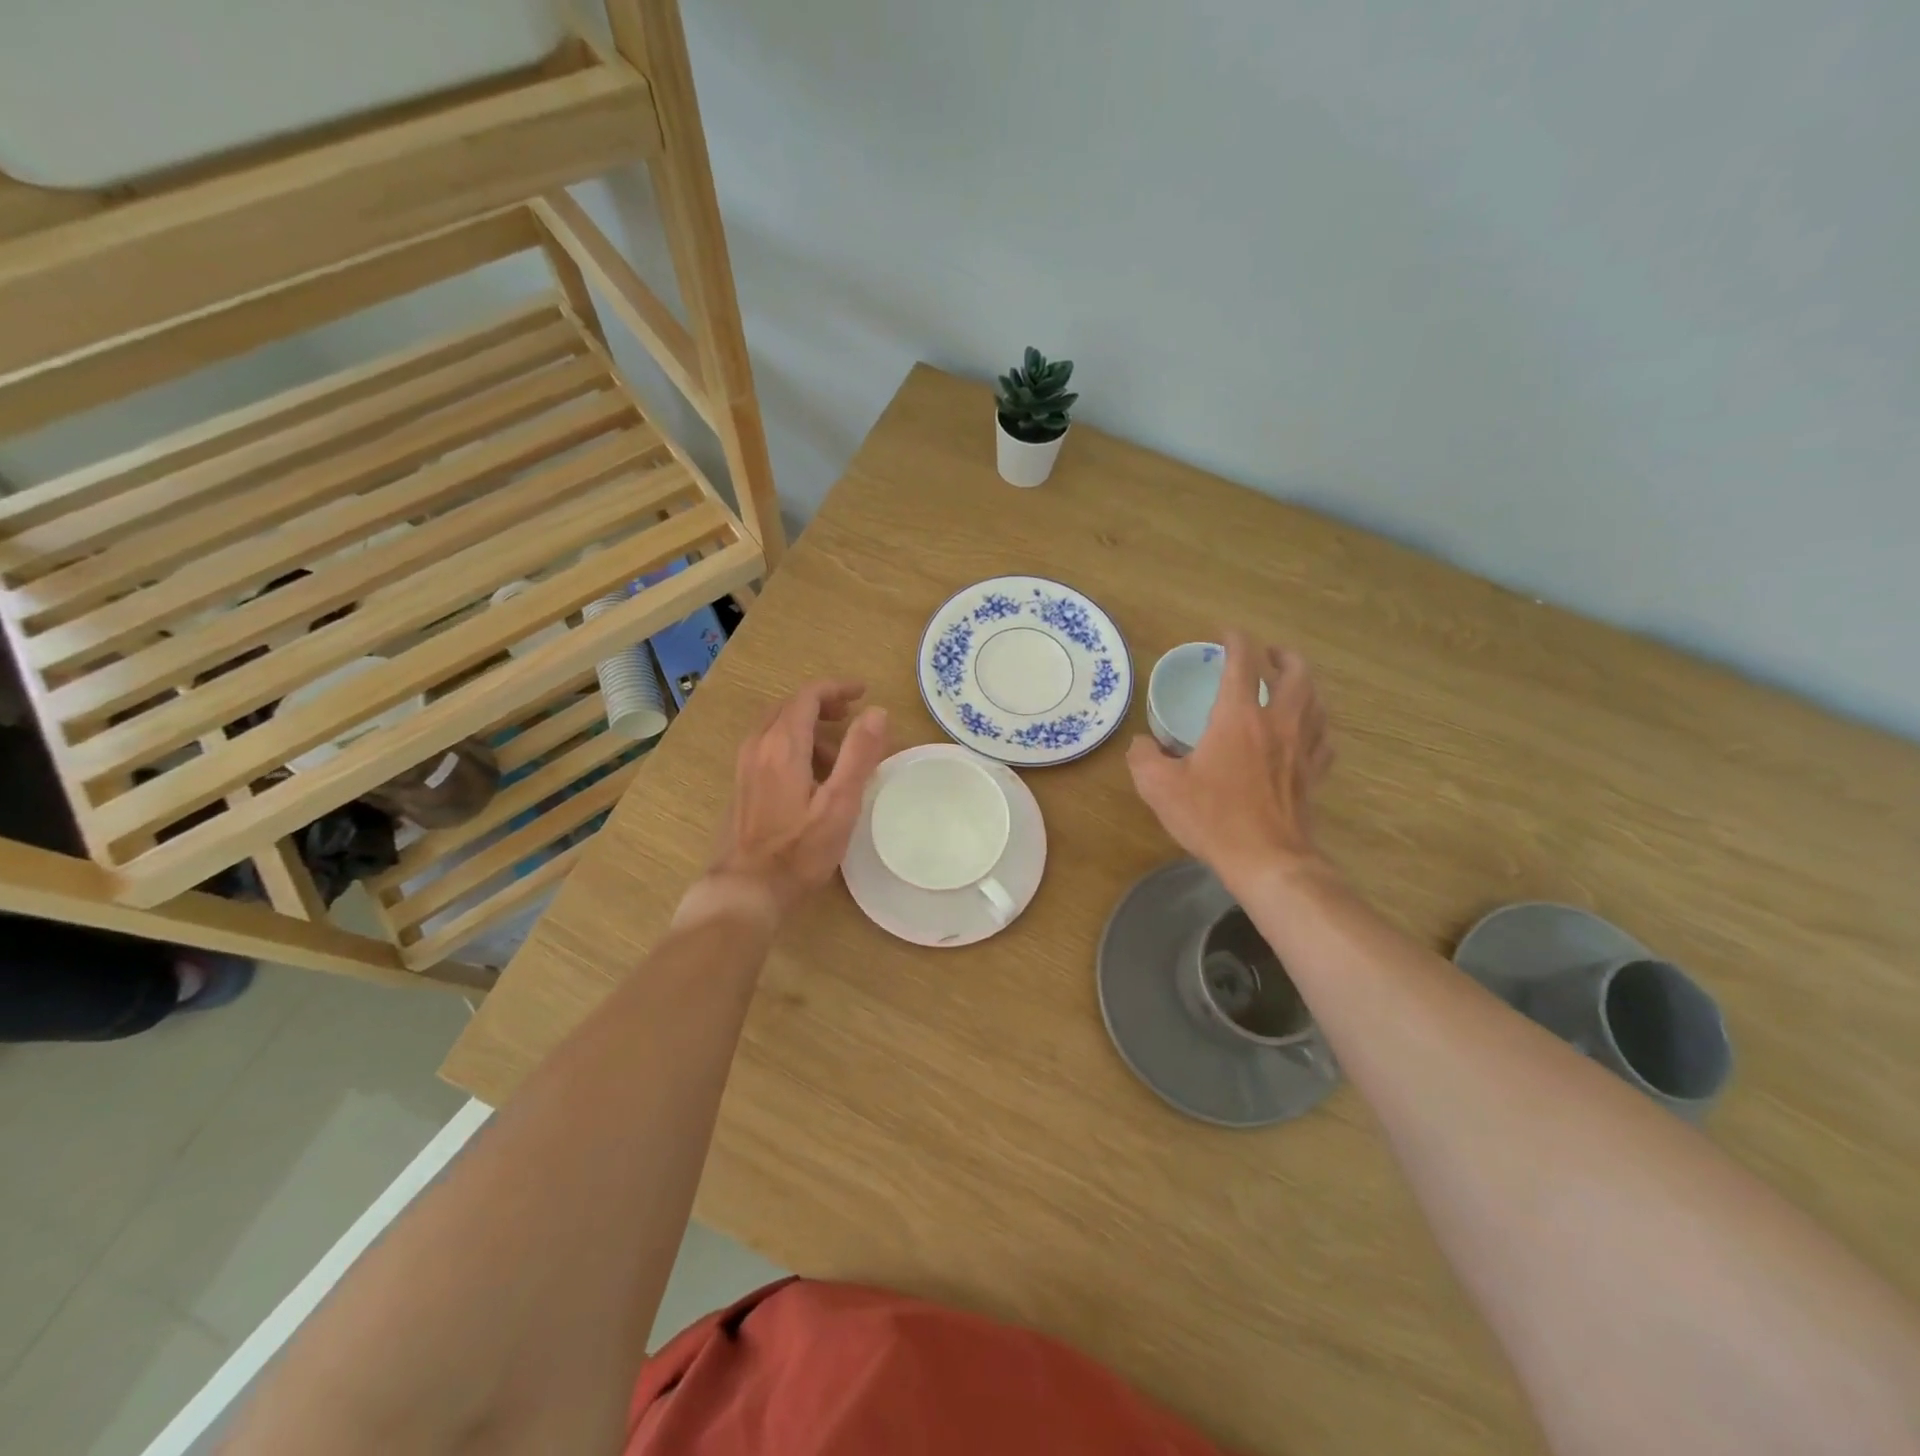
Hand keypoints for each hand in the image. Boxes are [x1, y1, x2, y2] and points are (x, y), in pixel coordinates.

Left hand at [690, 681, 888, 924]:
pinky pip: (768, 747)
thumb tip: (877, 711)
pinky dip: (793, 745)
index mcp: (783, 744)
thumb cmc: (800, 849)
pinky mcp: (742, 785)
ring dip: (808, 729)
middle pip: (790, 707)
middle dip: (822, 705)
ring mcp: (745, 766)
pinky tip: (810, 777)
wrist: (746, 889)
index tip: (863, 692)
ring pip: (777, 727)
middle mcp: (758, 746)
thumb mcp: (840, 803)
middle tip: (851, 717)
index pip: (808, 696)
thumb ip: (859, 754)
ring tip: (837, 756)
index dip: (837, 688)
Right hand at [1127, 632, 1333, 890]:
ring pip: (1316, 701)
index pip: (1242, 663)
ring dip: (1305, 684)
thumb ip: (1144, 757)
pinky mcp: (1314, 774)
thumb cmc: (1212, 817)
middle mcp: (1277, 723)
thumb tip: (1142, 743)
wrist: (1266, 860)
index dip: (1235, 641)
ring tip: (1291, 684)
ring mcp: (1302, 749)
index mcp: (1238, 718)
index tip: (1226, 634)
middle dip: (1283, 656)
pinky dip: (1317, 725)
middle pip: (1296, 673)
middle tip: (1268, 655)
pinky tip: (1308, 731)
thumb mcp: (1159, 787)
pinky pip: (1324, 739)